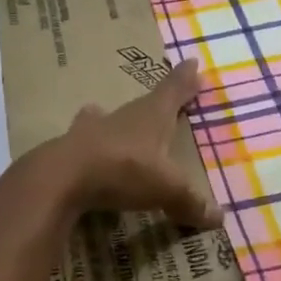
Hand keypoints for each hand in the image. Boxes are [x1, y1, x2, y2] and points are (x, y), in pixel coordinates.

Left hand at [48, 59, 220, 228]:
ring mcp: (90, 131)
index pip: (173, 92)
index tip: (192, 62)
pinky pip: (82, 143)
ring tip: (101, 113)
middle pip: (141, 105)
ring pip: (102, 118)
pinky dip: (87, 145)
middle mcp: (121, 117)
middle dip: (152, 103)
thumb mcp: (165, 189)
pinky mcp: (66, 149)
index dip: (184, 80)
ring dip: (107, 118)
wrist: (61, 177)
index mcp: (150, 117)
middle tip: (158, 100)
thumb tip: (219, 218)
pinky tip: (81, 147)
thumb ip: (189, 202)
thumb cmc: (123, 170)